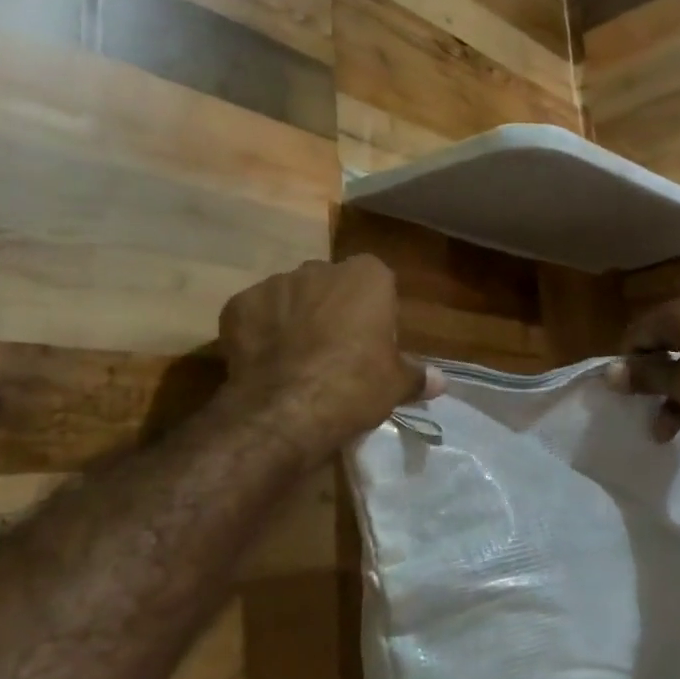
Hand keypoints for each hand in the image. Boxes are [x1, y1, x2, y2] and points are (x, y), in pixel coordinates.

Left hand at [218, 256, 441, 457]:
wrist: (286, 409)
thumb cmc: (355, 386)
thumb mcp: (395, 385)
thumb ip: (417, 376)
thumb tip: (441, 381)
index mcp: (366, 276)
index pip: (376, 280)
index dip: (373, 310)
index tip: (371, 341)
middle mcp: (320, 268)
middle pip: (330, 285)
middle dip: (331, 309)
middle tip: (334, 352)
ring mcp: (275, 284)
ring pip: (290, 297)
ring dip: (294, 319)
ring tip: (295, 361)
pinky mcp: (238, 305)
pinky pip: (255, 315)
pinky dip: (259, 333)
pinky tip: (265, 364)